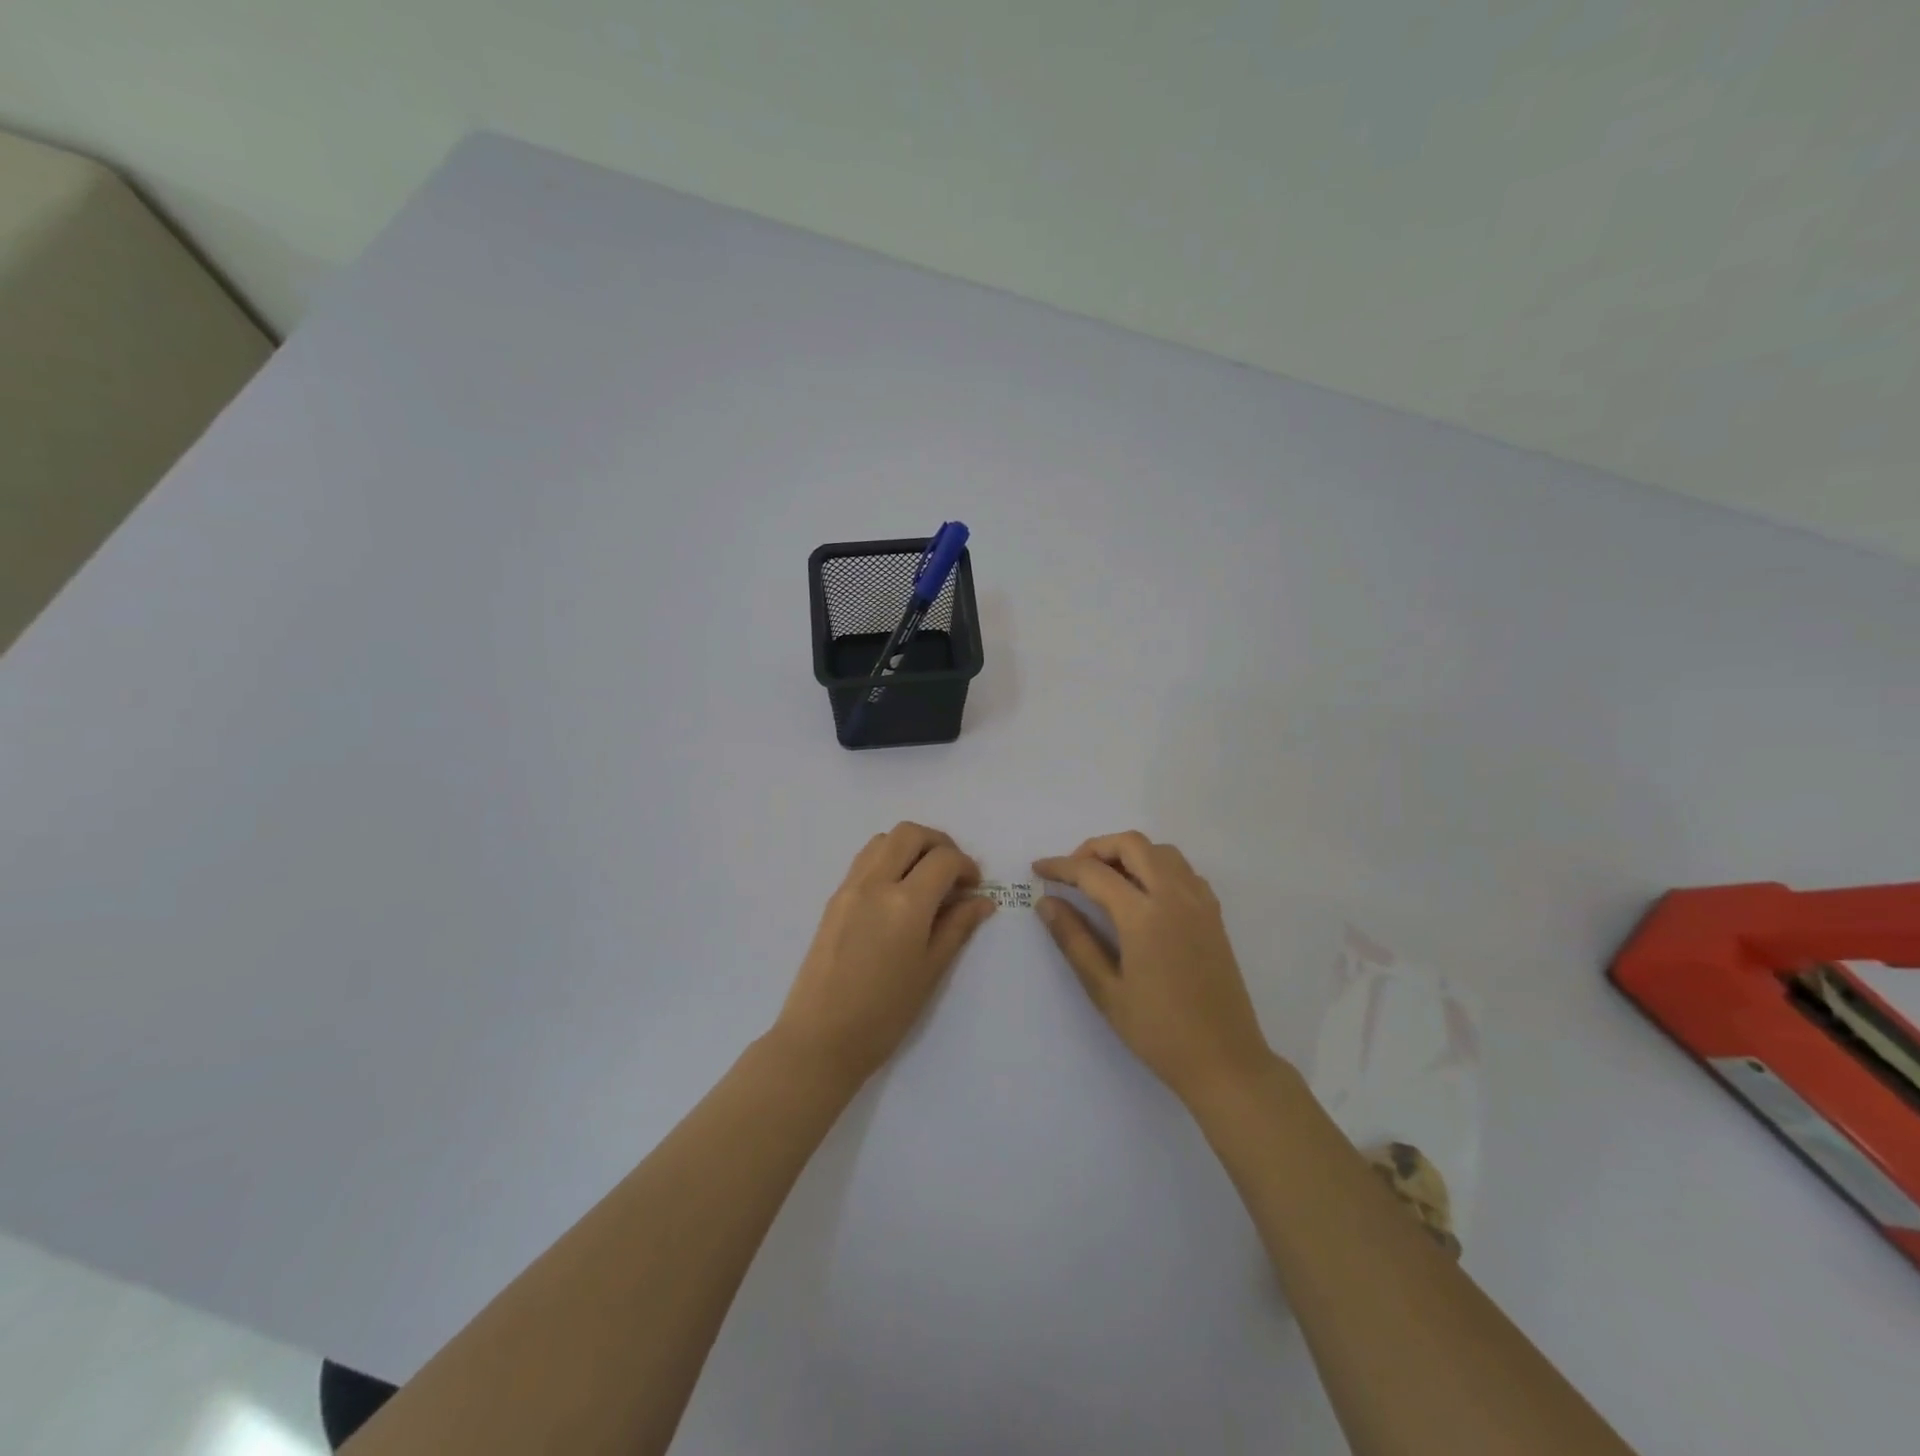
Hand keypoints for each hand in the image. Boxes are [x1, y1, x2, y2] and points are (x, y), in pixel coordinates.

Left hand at [774, 822, 995, 1086]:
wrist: (820, 1038)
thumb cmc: (884, 1014)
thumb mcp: (931, 971)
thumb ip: (957, 927)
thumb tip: (982, 900)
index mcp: (905, 903)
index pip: (943, 859)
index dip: (966, 866)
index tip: (974, 887)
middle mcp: (875, 883)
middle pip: (909, 834)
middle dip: (938, 843)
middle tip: (953, 871)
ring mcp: (849, 888)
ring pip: (883, 840)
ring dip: (910, 846)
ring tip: (925, 878)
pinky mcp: (833, 899)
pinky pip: (864, 860)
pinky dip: (887, 859)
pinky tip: (897, 892)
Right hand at [1034, 832, 1274, 1103]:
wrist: (1225, 1061)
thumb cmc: (1158, 1032)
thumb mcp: (1106, 990)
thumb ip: (1074, 940)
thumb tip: (1046, 903)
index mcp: (1144, 915)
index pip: (1094, 873)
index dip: (1061, 866)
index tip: (1038, 869)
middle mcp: (1174, 896)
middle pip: (1131, 844)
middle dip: (1096, 848)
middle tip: (1072, 872)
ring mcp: (1199, 902)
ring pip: (1160, 851)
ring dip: (1128, 853)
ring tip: (1105, 880)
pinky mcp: (1213, 914)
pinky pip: (1182, 870)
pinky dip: (1156, 866)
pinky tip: (1143, 895)